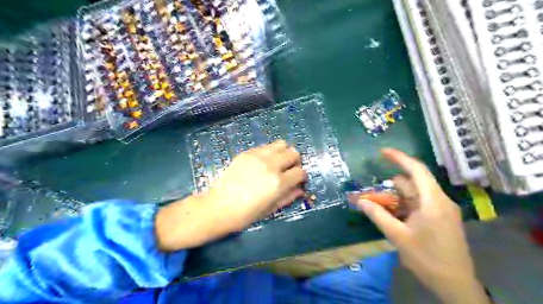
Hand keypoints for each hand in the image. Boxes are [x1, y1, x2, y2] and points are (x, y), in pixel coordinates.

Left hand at [155, 140, 304, 250]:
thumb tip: (300, 190)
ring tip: (278, 163)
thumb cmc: (246, 214)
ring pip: (281, 144)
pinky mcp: (247, 153)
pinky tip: (263, 162)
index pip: (300, 172)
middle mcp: (271, 165)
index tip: (298, 180)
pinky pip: (265, 146)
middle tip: (289, 170)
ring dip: (283, 153)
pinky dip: (270, 152)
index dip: (302, 176)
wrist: (219, 206)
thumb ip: (288, 197)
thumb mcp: (271, 209)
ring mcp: (258, 156)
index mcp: (278, 183)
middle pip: (294, 153)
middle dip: (295, 161)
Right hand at [348, 148, 492, 303]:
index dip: (399, 158)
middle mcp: (439, 201)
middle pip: (412, 183)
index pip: (417, 170)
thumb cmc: (427, 259)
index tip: (382, 152)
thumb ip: (378, 216)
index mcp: (433, 201)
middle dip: (391, 186)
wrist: (455, 284)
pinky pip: (419, 204)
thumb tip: (360, 201)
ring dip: (396, 198)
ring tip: (378, 206)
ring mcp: (441, 210)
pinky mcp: (441, 218)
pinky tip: (392, 215)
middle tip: (372, 194)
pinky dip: (404, 206)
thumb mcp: (398, 236)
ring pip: (414, 194)